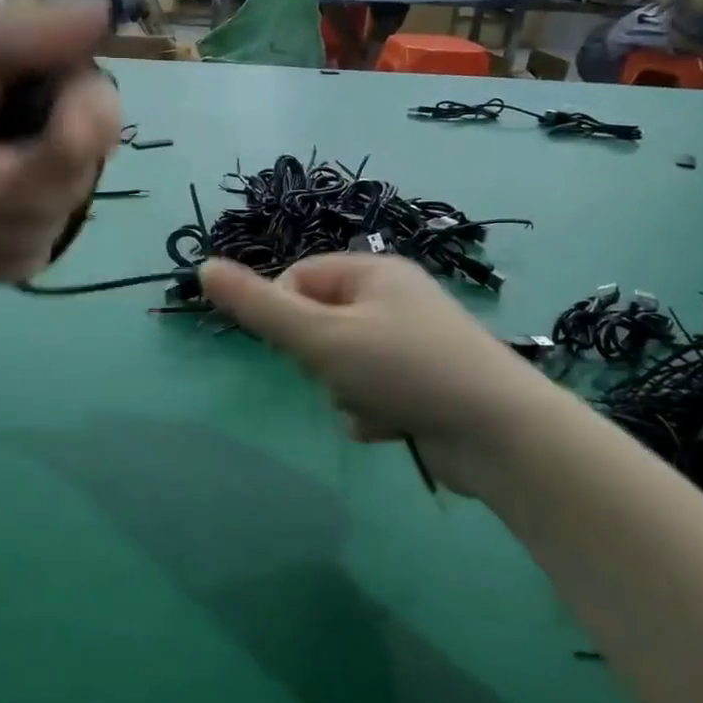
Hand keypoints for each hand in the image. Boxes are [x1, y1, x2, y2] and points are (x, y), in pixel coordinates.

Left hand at [0, 0, 120, 281]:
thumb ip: (7, 30)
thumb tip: (106, 11)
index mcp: (5, 69)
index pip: (92, 94)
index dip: (89, 123)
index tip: (63, 141)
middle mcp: (14, 127)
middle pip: (83, 165)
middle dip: (25, 179)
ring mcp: (0, 190)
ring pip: (58, 217)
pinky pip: (30, 258)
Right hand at [199, 254, 570, 492]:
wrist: (499, 435)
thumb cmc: (403, 369)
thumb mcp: (320, 336)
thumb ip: (258, 306)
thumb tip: (203, 267)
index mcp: (374, 272)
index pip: (299, 277)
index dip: (284, 312)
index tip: (294, 345)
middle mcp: (394, 300)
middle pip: (319, 323)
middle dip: (318, 359)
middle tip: (337, 372)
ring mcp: (411, 343)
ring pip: (341, 364)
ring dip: (343, 391)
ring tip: (373, 404)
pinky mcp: (422, 384)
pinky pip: (370, 390)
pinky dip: (371, 410)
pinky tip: (392, 425)